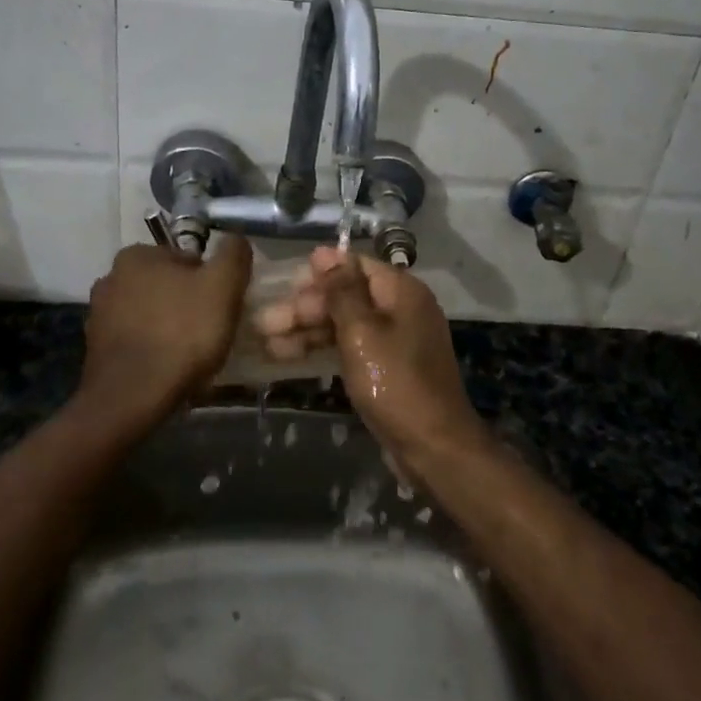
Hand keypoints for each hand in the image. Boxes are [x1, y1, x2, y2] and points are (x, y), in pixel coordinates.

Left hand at [78, 234, 251, 432]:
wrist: (132, 398)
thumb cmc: (182, 333)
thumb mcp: (223, 286)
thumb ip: (233, 254)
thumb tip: (235, 240)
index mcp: (137, 255)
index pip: (188, 259)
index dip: (211, 282)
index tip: (222, 307)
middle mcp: (110, 277)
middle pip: (167, 286)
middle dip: (188, 303)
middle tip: (210, 330)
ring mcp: (99, 315)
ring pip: (150, 313)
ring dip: (169, 326)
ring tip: (190, 353)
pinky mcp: (96, 349)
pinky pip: (136, 340)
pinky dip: (152, 348)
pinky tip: (168, 367)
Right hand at [255, 247, 485, 466]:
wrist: (433, 448)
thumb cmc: (396, 383)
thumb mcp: (362, 333)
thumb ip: (341, 291)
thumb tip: (325, 252)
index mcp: (402, 292)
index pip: (355, 266)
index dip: (319, 273)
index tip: (284, 284)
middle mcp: (401, 309)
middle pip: (347, 296)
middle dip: (306, 307)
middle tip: (266, 322)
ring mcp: (395, 341)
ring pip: (344, 324)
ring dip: (307, 330)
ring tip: (267, 342)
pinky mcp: (387, 368)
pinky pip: (350, 348)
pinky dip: (322, 350)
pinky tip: (288, 357)